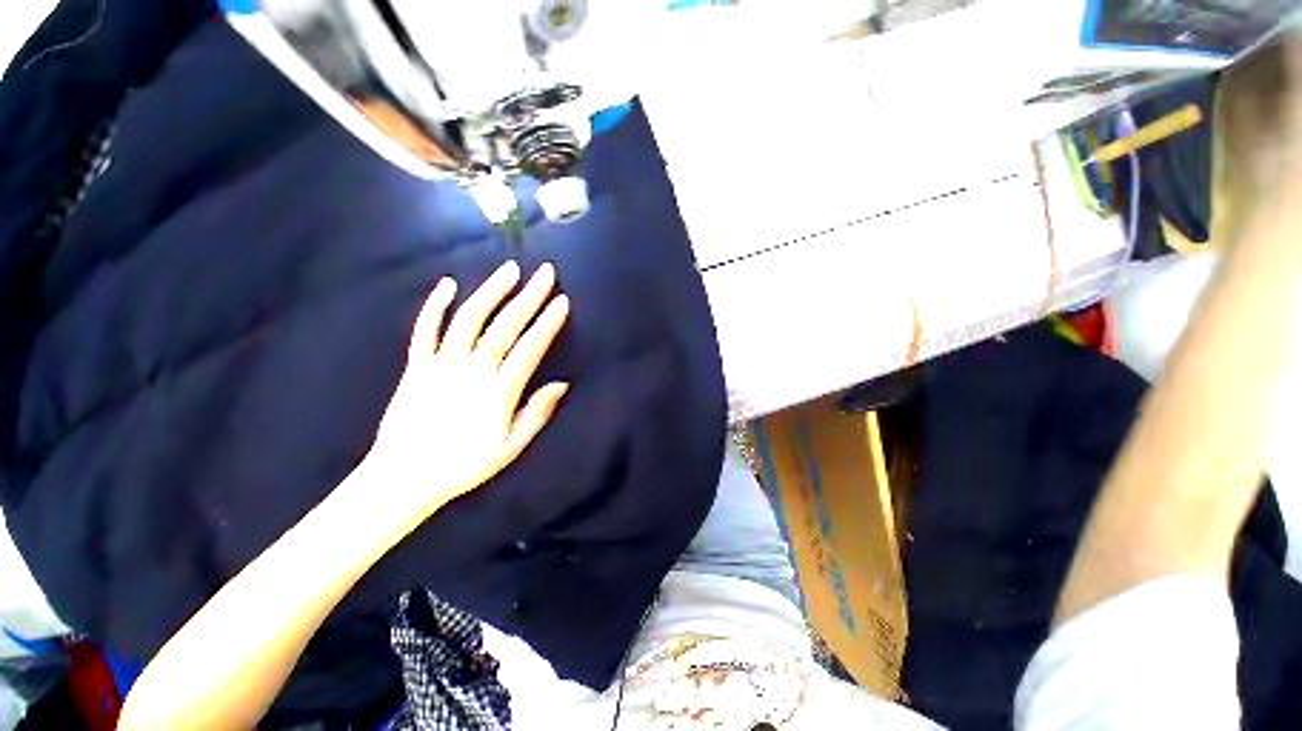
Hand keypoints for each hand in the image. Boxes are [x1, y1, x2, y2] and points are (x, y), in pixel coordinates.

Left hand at [363, 261, 569, 521]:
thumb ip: (536, 414)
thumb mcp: (510, 448)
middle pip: (504, 326)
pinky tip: (448, 285)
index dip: (547, 323)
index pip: (529, 348)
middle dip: (528, 297)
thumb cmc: (463, 465)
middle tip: (545, 273)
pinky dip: (435, 305)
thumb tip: (561, 384)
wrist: (403, 476)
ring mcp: (440, 364)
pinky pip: (425, 330)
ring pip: (468, 320)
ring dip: (491, 292)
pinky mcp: (416, 365)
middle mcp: (471, 370)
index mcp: (497, 391)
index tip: (562, 301)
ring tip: (510, 270)